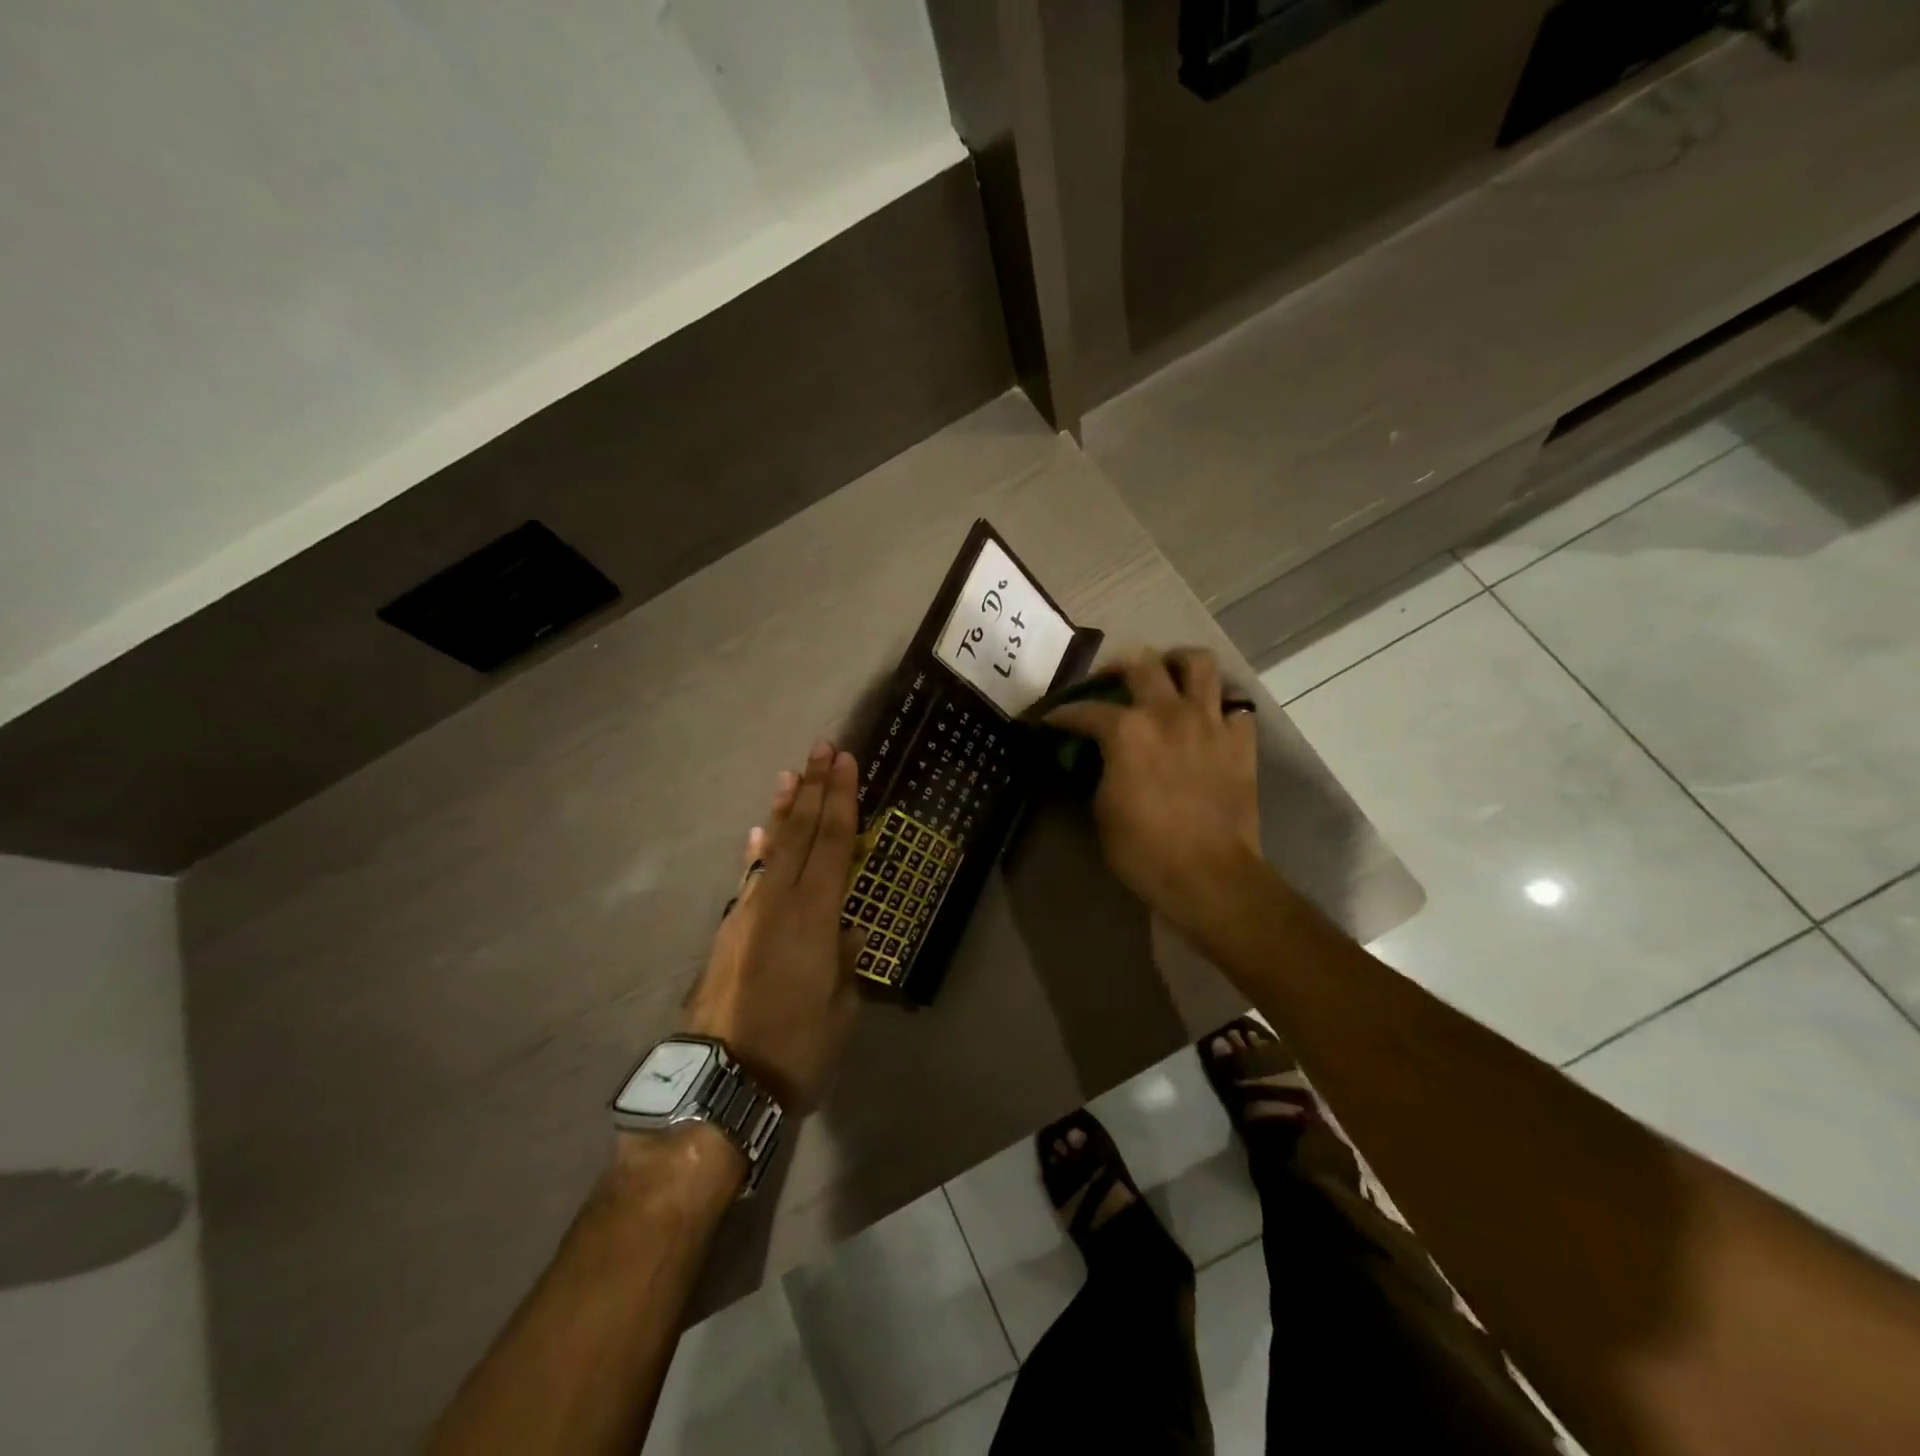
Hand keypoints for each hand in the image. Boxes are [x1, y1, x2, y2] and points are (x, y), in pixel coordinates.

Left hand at [682, 741, 862, 1112]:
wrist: (721, 1082)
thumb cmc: (796, 1049)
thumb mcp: (842, 1008)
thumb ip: (845, 961)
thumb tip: (845, 932)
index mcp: (815, 916)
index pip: (834, 842)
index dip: (842, 799)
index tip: (846, 761)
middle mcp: (779, 902)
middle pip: (800, 832)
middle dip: (813, 787)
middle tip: (822, 748)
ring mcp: (748, 913)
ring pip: (772, 848)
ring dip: (783, 809)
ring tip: (790, 774)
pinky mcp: (729, 931)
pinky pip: (750, 877)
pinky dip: (758, 851)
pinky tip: (759, 834)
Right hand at [1045, 648, 1260, 930]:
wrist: (1208, 875)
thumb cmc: (1143, 849)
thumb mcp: (1101, 809)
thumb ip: (1099, 769)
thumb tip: (1100, 757)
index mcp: (1126, 731)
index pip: (1085, 710)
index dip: (1063, 715)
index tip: (1052, 720)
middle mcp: (1168, 712)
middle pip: (1141, 664)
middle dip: (1117, 668)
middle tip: (1109, 682)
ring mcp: (1209, 721)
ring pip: (1198, 663)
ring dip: (1177, 662)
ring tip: (1166, 674)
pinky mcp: (1240, 739)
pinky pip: (1233, 703)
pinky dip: (1217, 703)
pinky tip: (1205, 716)